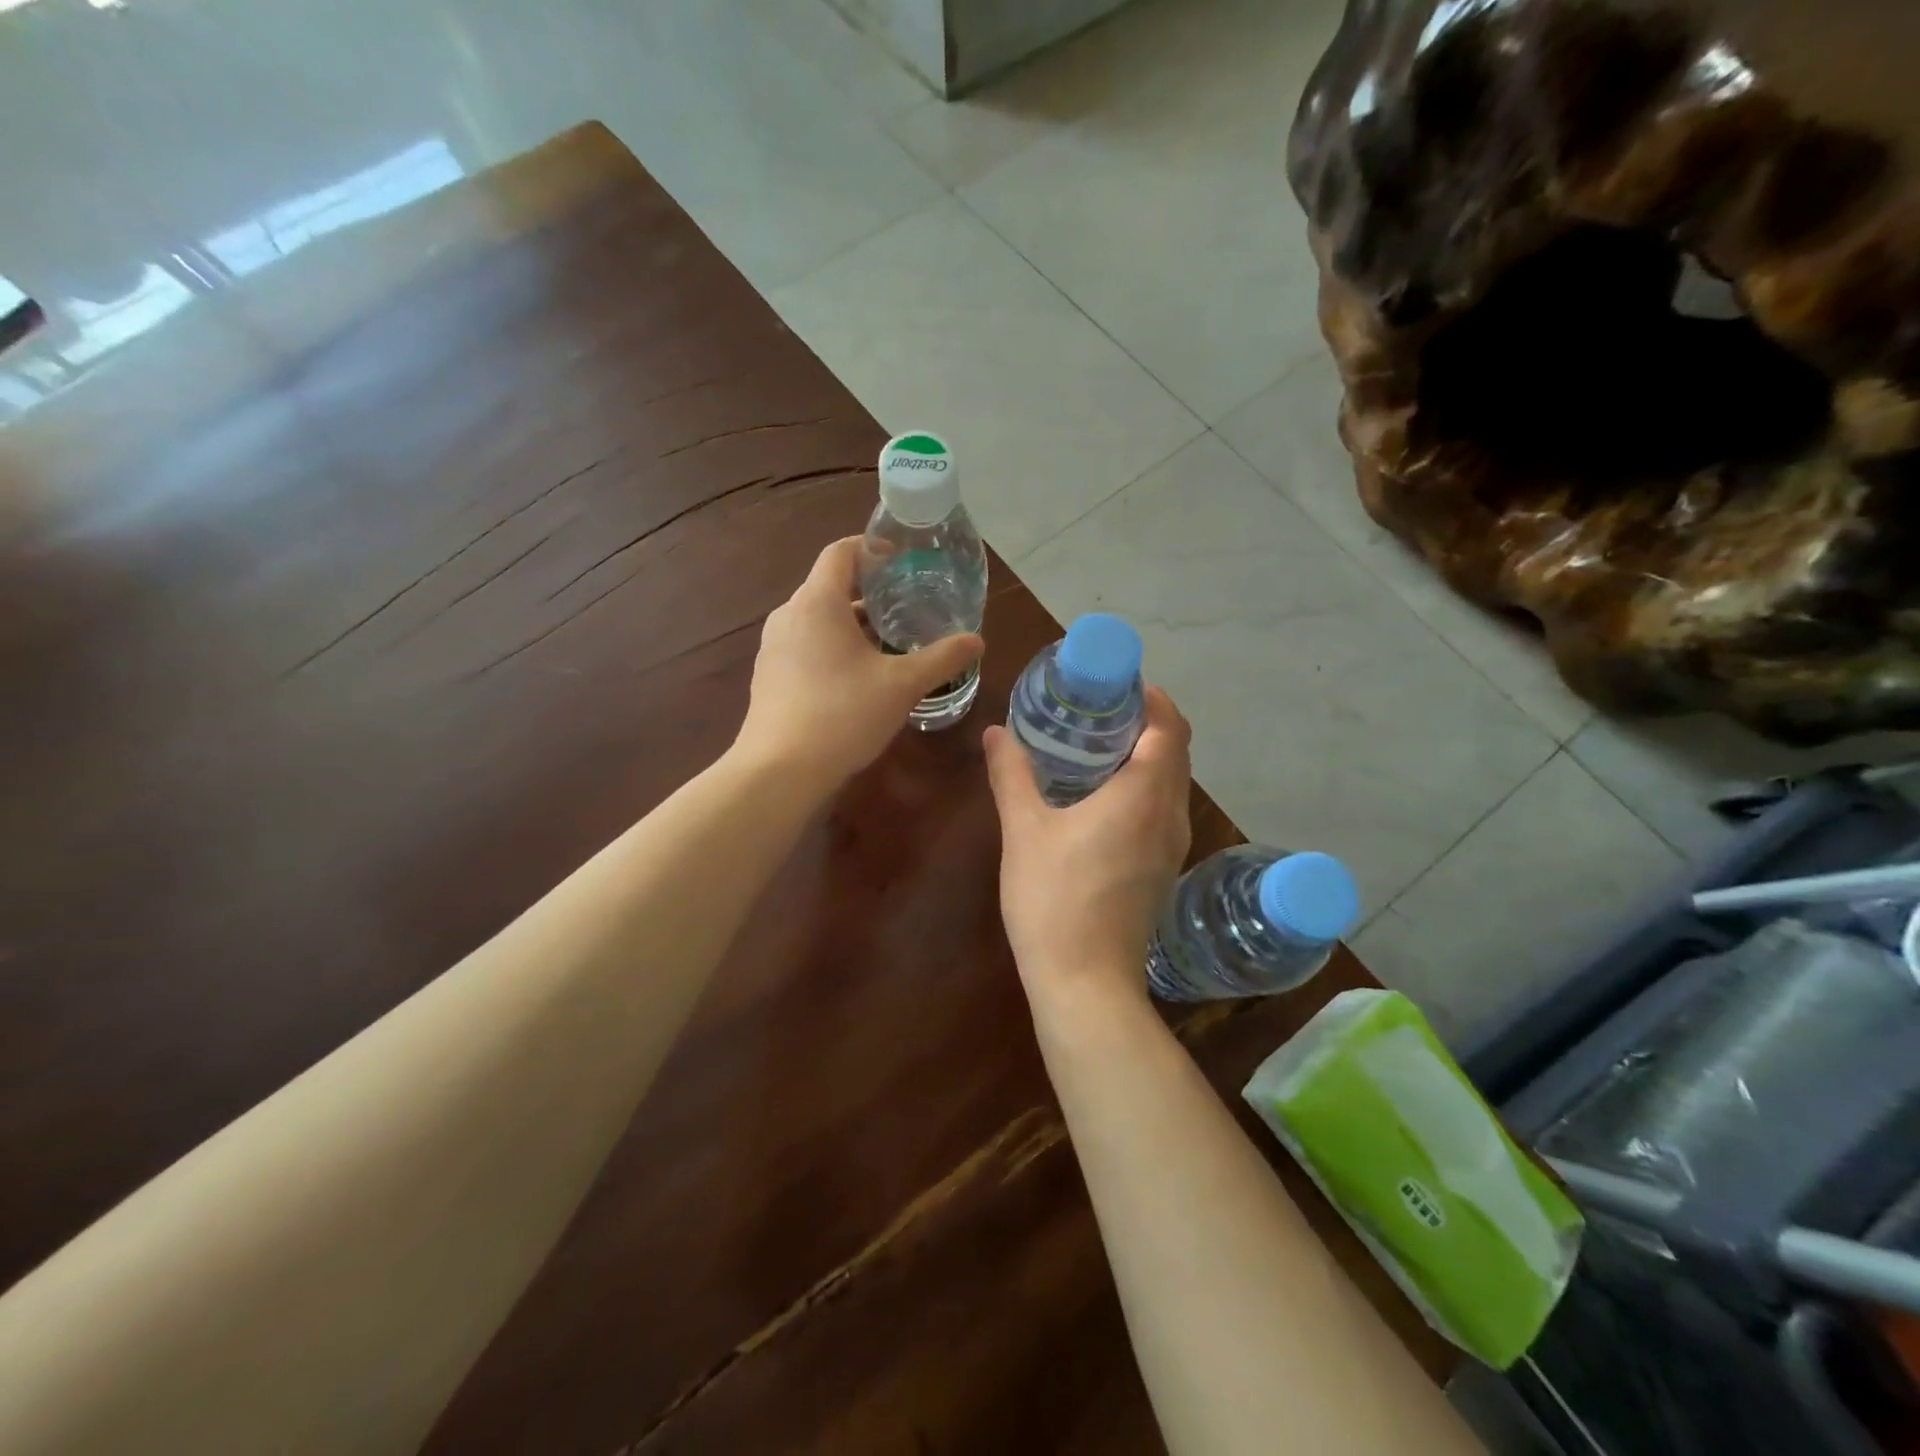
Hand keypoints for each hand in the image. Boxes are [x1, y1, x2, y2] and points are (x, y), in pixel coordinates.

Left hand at [735, 537, 983, 785]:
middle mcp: (789, 615)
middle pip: (830, 585)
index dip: (872, 548)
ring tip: (888, 642)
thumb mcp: (902, 685)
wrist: (780, 771)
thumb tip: (977, 640)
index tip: (902, 561)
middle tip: (906, 605)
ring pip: (817, 618)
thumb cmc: (843, 715)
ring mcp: (773, 646)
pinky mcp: (768, 675)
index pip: (841, 551)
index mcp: (818, 602)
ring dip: (851, 623)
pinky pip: (805, 645)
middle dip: (869, 591)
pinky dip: (832, 646)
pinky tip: (856, 677)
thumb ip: (942, 658)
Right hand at [983, 687, 1192, 1015]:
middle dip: (1148, 722)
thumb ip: (1011, 774)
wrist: (1085, 982)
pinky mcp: (1163, 870)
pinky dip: (1146, 786)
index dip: (1152, 699)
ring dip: (1149, 755)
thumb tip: (995, 733)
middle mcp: (1170, 815)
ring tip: (1100, 745)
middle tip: (1101, 708)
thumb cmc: (1053, 898)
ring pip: (1173, 783)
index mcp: (1143, 795)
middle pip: (1177, 752)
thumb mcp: (1024, 830)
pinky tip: (1104, 796)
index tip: (1119, 684)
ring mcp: (1172, 846)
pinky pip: (1165, 809)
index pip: (1168, 728)